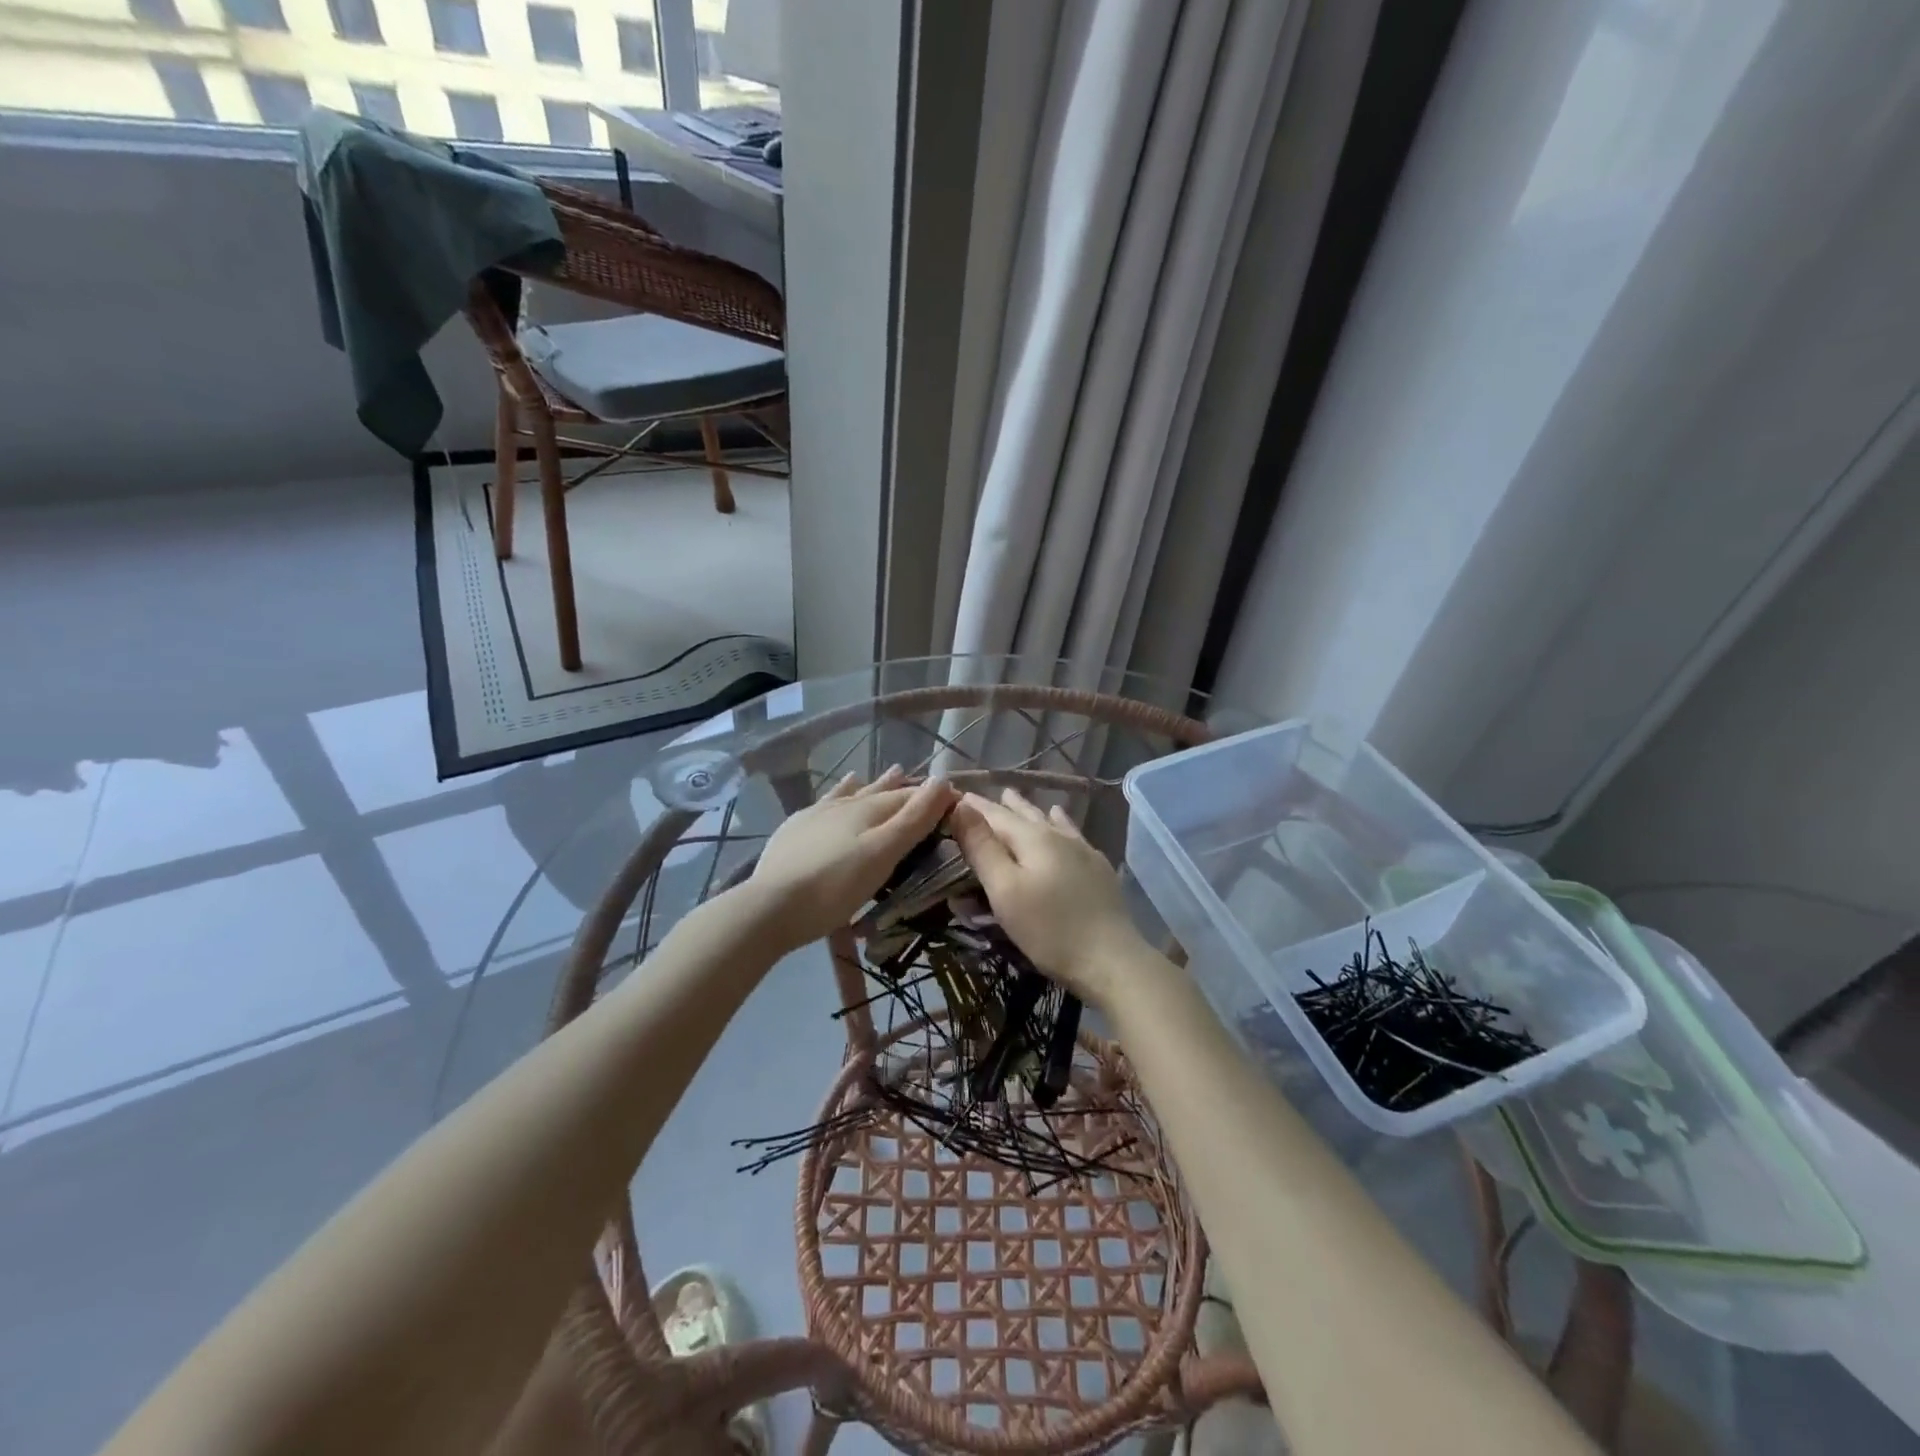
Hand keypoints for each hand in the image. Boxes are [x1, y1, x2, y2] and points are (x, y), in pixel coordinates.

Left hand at [741, 768, 956, 949]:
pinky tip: (834, 795)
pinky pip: (824, 803)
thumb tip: (943, 780)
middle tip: (916, 776)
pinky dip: (838, 794)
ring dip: (871, 784)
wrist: (770, 906)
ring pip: (851, 793)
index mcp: (868, 809)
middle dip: (901, 786)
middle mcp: (843, 804)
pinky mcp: (794, 830)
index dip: (931, 796)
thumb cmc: (835, 885)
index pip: (908, 796)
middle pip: (879, 791)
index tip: (952, 796)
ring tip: (888, 772)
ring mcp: (815, 815)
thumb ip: (913, 819)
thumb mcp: (883, 854)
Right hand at [947, 788, 1153, 1009]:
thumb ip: (982, 847)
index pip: (995, 815)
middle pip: (1023, 814)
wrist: (1112, 960)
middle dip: (999, 805)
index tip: (953, 794)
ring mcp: (1082, 850)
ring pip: (1048, 820)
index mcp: (1033, 838)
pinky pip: (1072, 832)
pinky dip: (1059, 821)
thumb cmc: (1049, 929)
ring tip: (1013, 796)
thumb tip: (961, 804)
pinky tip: (1060, 817)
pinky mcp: (1098, 868)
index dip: (973, 806)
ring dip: (1027, 809)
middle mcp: (1058, 836)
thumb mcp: (1005, 890)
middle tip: (978, 795)